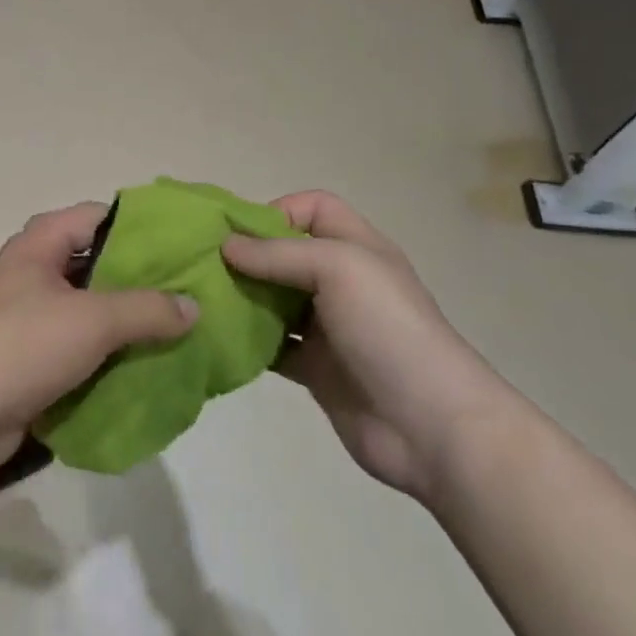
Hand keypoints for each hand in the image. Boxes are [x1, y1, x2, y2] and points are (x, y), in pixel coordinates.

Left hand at [0, 203, 197, 471]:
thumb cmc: (25, 345)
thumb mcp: (94, 320)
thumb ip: (147, 309)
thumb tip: (193, 307)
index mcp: (37, 244)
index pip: (95, 216)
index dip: (136, 226)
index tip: (177, 244)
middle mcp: (29, 271)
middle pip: (92, 263)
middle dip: (134, 278)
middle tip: (182, 292)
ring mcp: (23, 314)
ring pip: (84, 306)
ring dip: (120, 319)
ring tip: (169, 330)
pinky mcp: (24, 355)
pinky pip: (72, 343)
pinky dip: (101, 351)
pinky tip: (136, 364)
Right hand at [222, 192, 513, 503]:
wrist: (432, 427)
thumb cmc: (388, 328)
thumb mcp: (338, 268)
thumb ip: (278, 253)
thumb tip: (226, 245)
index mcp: (356, 248)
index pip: (313, 208)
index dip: (277, 211)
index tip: (239, 234)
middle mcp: (342, 281)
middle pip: (286, 253)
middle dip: (248, 255)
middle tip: (204, 265)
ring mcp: (328, 327)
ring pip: (274, 300)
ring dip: (242, 297)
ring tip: (203, 300)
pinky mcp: (315, 368)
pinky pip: (272, 345)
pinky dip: (248, 341)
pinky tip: (220, 339)